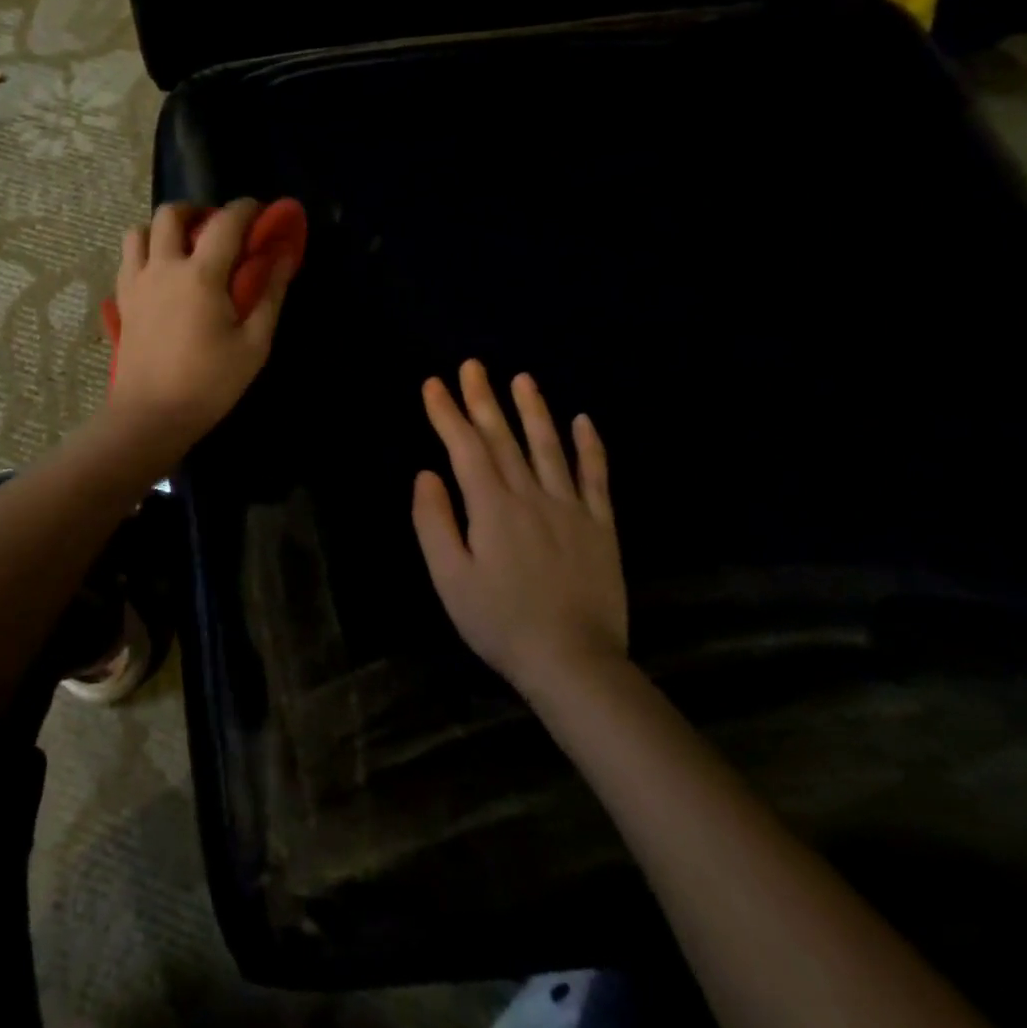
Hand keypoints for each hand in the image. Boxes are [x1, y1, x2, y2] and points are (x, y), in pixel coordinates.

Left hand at [107, 199, 293, 458]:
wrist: (150, 415)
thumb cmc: (209, 383)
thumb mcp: (253, 344)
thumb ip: (269, 294)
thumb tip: (283, 255)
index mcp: (200, 275)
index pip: (225, 222)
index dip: (246, 209)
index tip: (260, 213)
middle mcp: (163, 267)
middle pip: (172, 213)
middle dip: (198, 211)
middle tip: (218, 231)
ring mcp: (136, 282)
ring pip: (140, 231)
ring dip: (164, 230)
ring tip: (185, 250)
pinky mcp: (122, 301)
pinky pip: (128, 259)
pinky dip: (145, 253)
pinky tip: (162, 276)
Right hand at [412, 361, 626, 695]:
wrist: (573, 661)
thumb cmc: (500, 622)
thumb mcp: (449, 578)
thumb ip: (434, 522)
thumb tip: (426, 474)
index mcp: (491, 507)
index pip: (464, 448)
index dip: (447, 413)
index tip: (434, 384)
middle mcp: (530, 495)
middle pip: (503, 438)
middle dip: (483, 399)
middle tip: (473, 365)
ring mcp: (570, 508)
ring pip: (549, 447)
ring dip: (533, 410)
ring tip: (522, 378)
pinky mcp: (599, 526)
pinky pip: (595, 477)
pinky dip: (590, 447)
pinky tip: (584, 421)